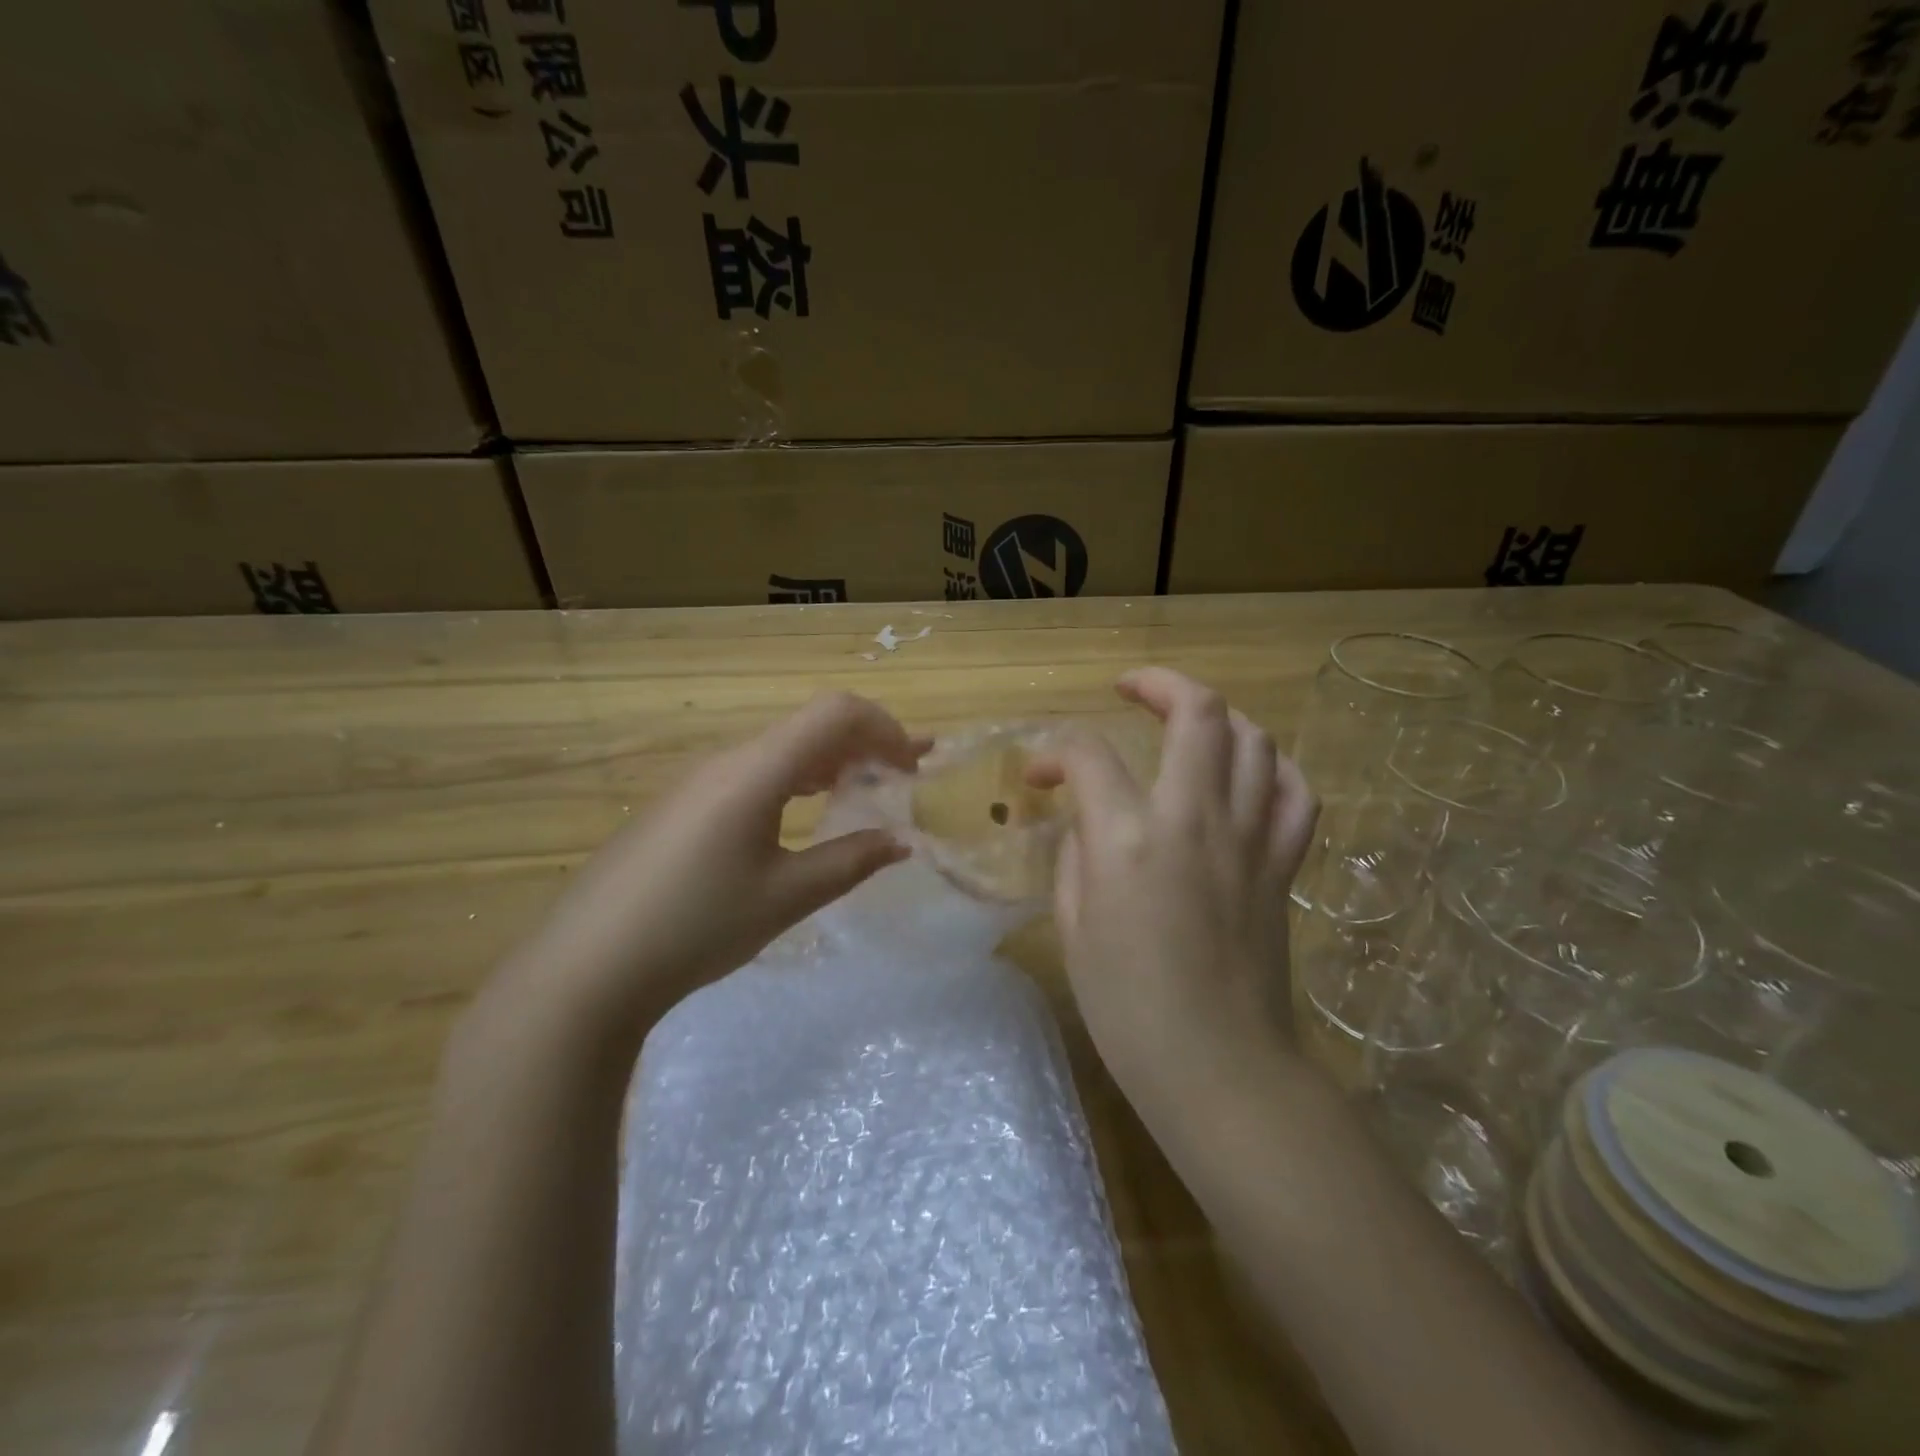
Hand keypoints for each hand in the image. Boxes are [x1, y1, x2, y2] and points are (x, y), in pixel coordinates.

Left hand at [489, 692, 922, 1045]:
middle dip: (866, 743)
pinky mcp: (681, 805)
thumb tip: (901, 841)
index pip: (835, 713)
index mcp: (755, 770)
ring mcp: (698, 781)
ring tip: (866, 790)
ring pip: (781, 749)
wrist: (587, 968)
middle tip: (907, 775)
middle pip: (810, 725)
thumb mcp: (785, 897)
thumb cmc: (696, 927)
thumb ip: (850, 862)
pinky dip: (796, 780)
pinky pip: (753, 773)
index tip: (914, 766)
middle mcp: (727, 760)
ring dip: (831, 762)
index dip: (885, 728)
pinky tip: (804, 812)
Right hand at [1028, 667, 1319, 1094]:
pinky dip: (1273, 768)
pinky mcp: (1283, 865)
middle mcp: (1194, 819)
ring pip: (1254, 739)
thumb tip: (1087, 825)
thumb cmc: (1128, 1008)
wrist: (1218, 1067)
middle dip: (1158, 683)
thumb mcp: (1073, 929)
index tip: (1038, 775)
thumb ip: (1076, 859)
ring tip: (1187, 722)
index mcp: (1127, 839)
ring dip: (1217, 716)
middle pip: (1196, 712)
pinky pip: (1296, 794)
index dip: (1053, 753)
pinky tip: (1249, 772)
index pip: (1087, 755)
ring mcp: (1249, 838)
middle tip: (1130, 689)